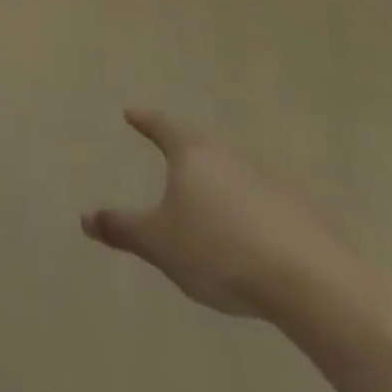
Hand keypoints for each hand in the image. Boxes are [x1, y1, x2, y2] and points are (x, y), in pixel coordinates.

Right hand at [82, 109, 351, 317]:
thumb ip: (123, 228)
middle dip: (181, 146)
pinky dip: (242, 205)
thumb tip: (84, 217)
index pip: (162, 125)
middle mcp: (226, 155)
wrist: (307, 279)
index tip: (131, 112)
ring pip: (229, 169)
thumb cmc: (219, 249)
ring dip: (214, 177)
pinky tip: (243, 229)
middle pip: (198, 142)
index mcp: (192, 153)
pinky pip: (257, 198)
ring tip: (203, 193)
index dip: (145, 120)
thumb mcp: (160, 243)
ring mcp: (264, 179)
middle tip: (167, 146)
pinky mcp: (294, 209)